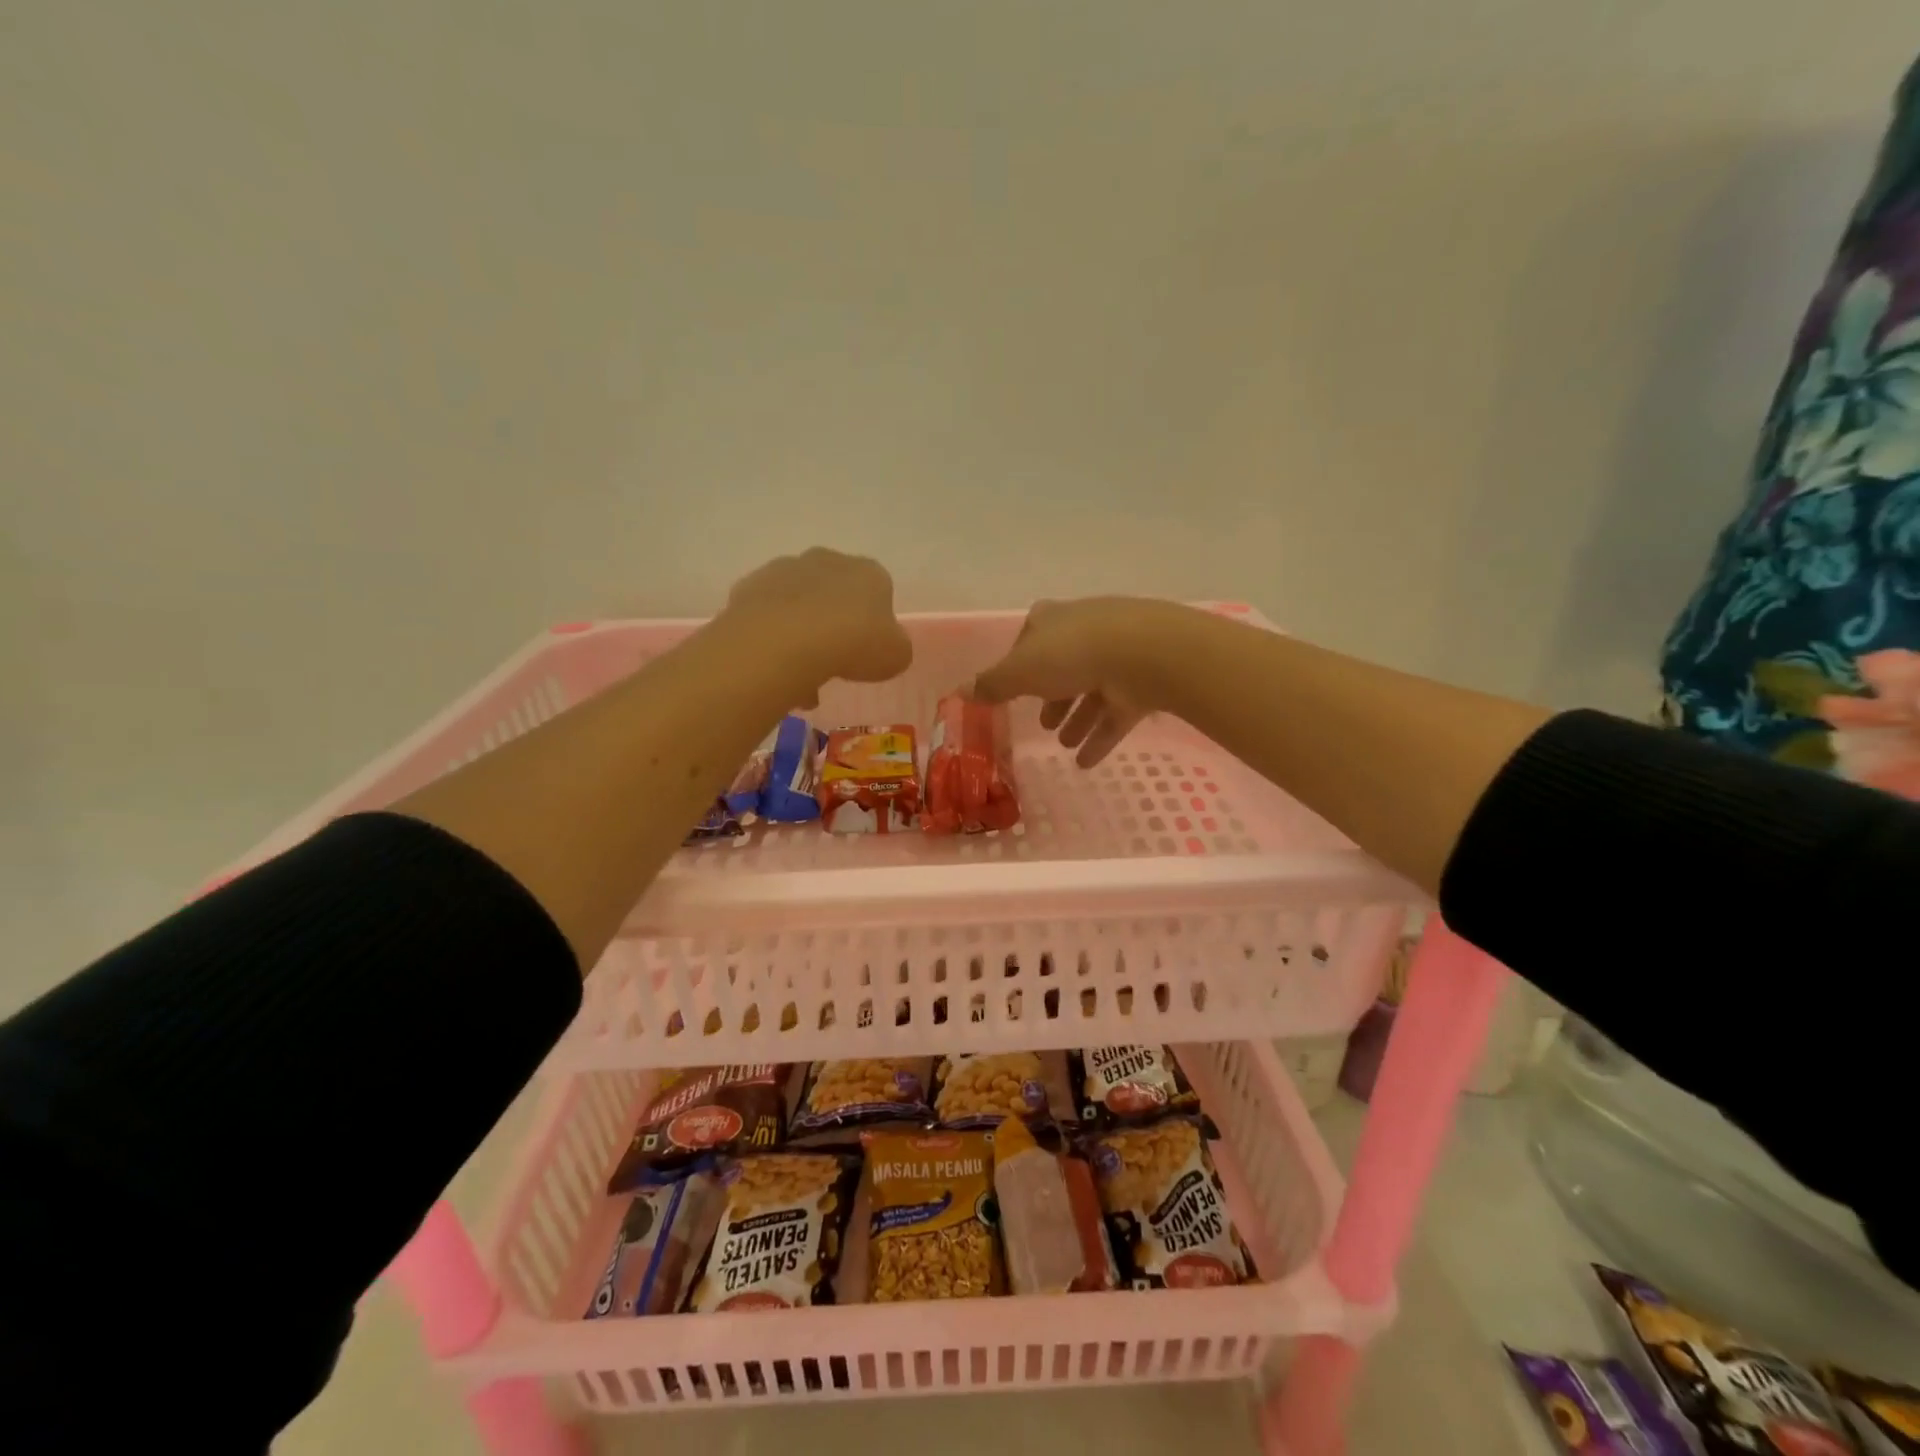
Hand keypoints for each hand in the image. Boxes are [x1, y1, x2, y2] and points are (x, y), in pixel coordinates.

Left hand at [722, 548, 913, 696]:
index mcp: (869, 572)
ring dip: (801, 634)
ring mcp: (784, 570)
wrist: (785, 642)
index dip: (874, 623)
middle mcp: (827, 560)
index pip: (879, 591)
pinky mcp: (749, 587)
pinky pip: (766, 617)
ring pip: (798, 605)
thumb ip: (895, 647)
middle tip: (834, 662)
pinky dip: (771, 639)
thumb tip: (886, 647)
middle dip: (834, 624)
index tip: (868, 651)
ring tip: (800, 677)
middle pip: (835, 594)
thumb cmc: (854, 645)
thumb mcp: (896, 656)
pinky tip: (775, 669)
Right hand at [971, 597, 1198, 765]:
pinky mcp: (1140, 683)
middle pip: (1062, 666)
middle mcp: (1084, 632)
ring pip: (1091, 690)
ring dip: (1077, 718)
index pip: (1029, 640)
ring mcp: (1117, 656)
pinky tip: (1086, 762)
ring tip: (1064, 745)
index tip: (1012, 690)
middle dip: (1052, 696)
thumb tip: (958, 691)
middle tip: (1043, 723)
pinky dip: (1100, 736)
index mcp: (1052, 621)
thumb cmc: (1070, 654)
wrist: (1143, 654)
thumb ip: (991, 684)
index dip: (1019, 664)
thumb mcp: (1020, 671)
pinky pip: (1115, 713)